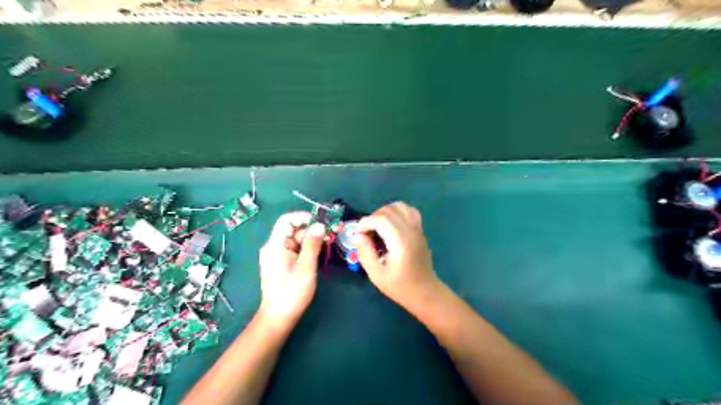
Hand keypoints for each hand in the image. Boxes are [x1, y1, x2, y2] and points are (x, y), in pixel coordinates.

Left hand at [258, 213, 325, 327]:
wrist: (279, 317)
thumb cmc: (292, 292)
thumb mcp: (306, 266)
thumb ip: (313, 244)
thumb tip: (320, 225)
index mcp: (275, 245)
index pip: (287, 220)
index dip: (304, 217)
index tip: (321, 222)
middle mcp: (274, 246)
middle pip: (293, 229)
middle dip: (312, 228)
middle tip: (331, 232)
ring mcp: (277, 254)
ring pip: (296, 238)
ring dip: (312, 238)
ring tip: (329, 241)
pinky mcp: (282, 262)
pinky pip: (295, 248)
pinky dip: (307, 247)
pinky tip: (320, 250)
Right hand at [354, 201, 439, 310]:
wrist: (425, 292)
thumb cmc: (400, 286)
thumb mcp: (376, 274)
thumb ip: (365, 252)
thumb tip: (358, 235)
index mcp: (400, 241)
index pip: (381, 219)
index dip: (365, 222)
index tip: (358, 234)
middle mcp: (411, 230)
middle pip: (389, 210)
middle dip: (373, 217)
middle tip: (366, 233)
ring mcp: (418, 228)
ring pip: (400, 206)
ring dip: (385, 212)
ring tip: (377, 226)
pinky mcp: (420, 230)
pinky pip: (409, 211)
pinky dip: (397, 212)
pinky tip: (391, 224)